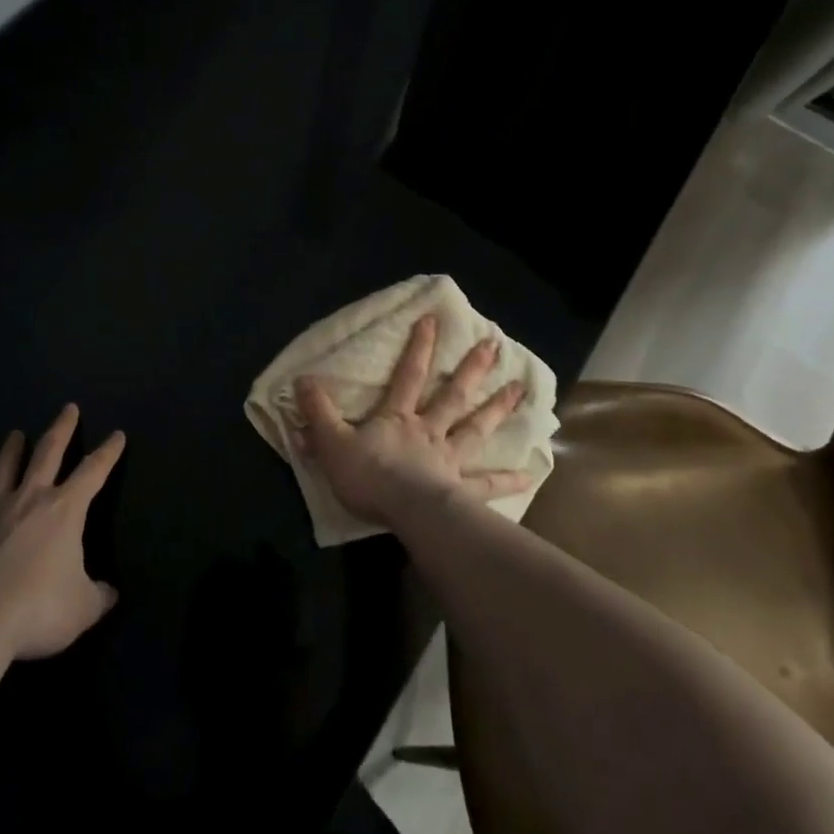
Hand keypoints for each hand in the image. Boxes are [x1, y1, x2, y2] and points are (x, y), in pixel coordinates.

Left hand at [0, 405, 124, 659]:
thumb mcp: (82, 608)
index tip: (117, 434)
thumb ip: (98, 596)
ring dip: (12, 450)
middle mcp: (31, 499)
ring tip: (15, 434)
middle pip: (48, 452)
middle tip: (68, 407)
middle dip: (62, 428)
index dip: (108, 452)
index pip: (94, 470)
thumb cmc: (38, 607)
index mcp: (65, 509)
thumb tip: (110, 592)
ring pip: (6, 470)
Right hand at [292, 314, 530, 528]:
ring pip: (476, 428)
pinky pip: (489, 484)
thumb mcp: (332, 442)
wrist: (404, 513)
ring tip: (520, 390)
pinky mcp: (463, 490)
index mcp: (397, 418)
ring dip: (498, 408)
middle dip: (472, 369)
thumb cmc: (369, 476)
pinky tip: (532, 472)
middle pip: (453, 395)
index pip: (408, 375)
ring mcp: (449, 459)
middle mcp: (429, 431)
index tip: (433, 319)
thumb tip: (301, 379)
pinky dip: (509, 478)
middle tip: (495, 345)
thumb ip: (318, 412)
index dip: (419, 347)